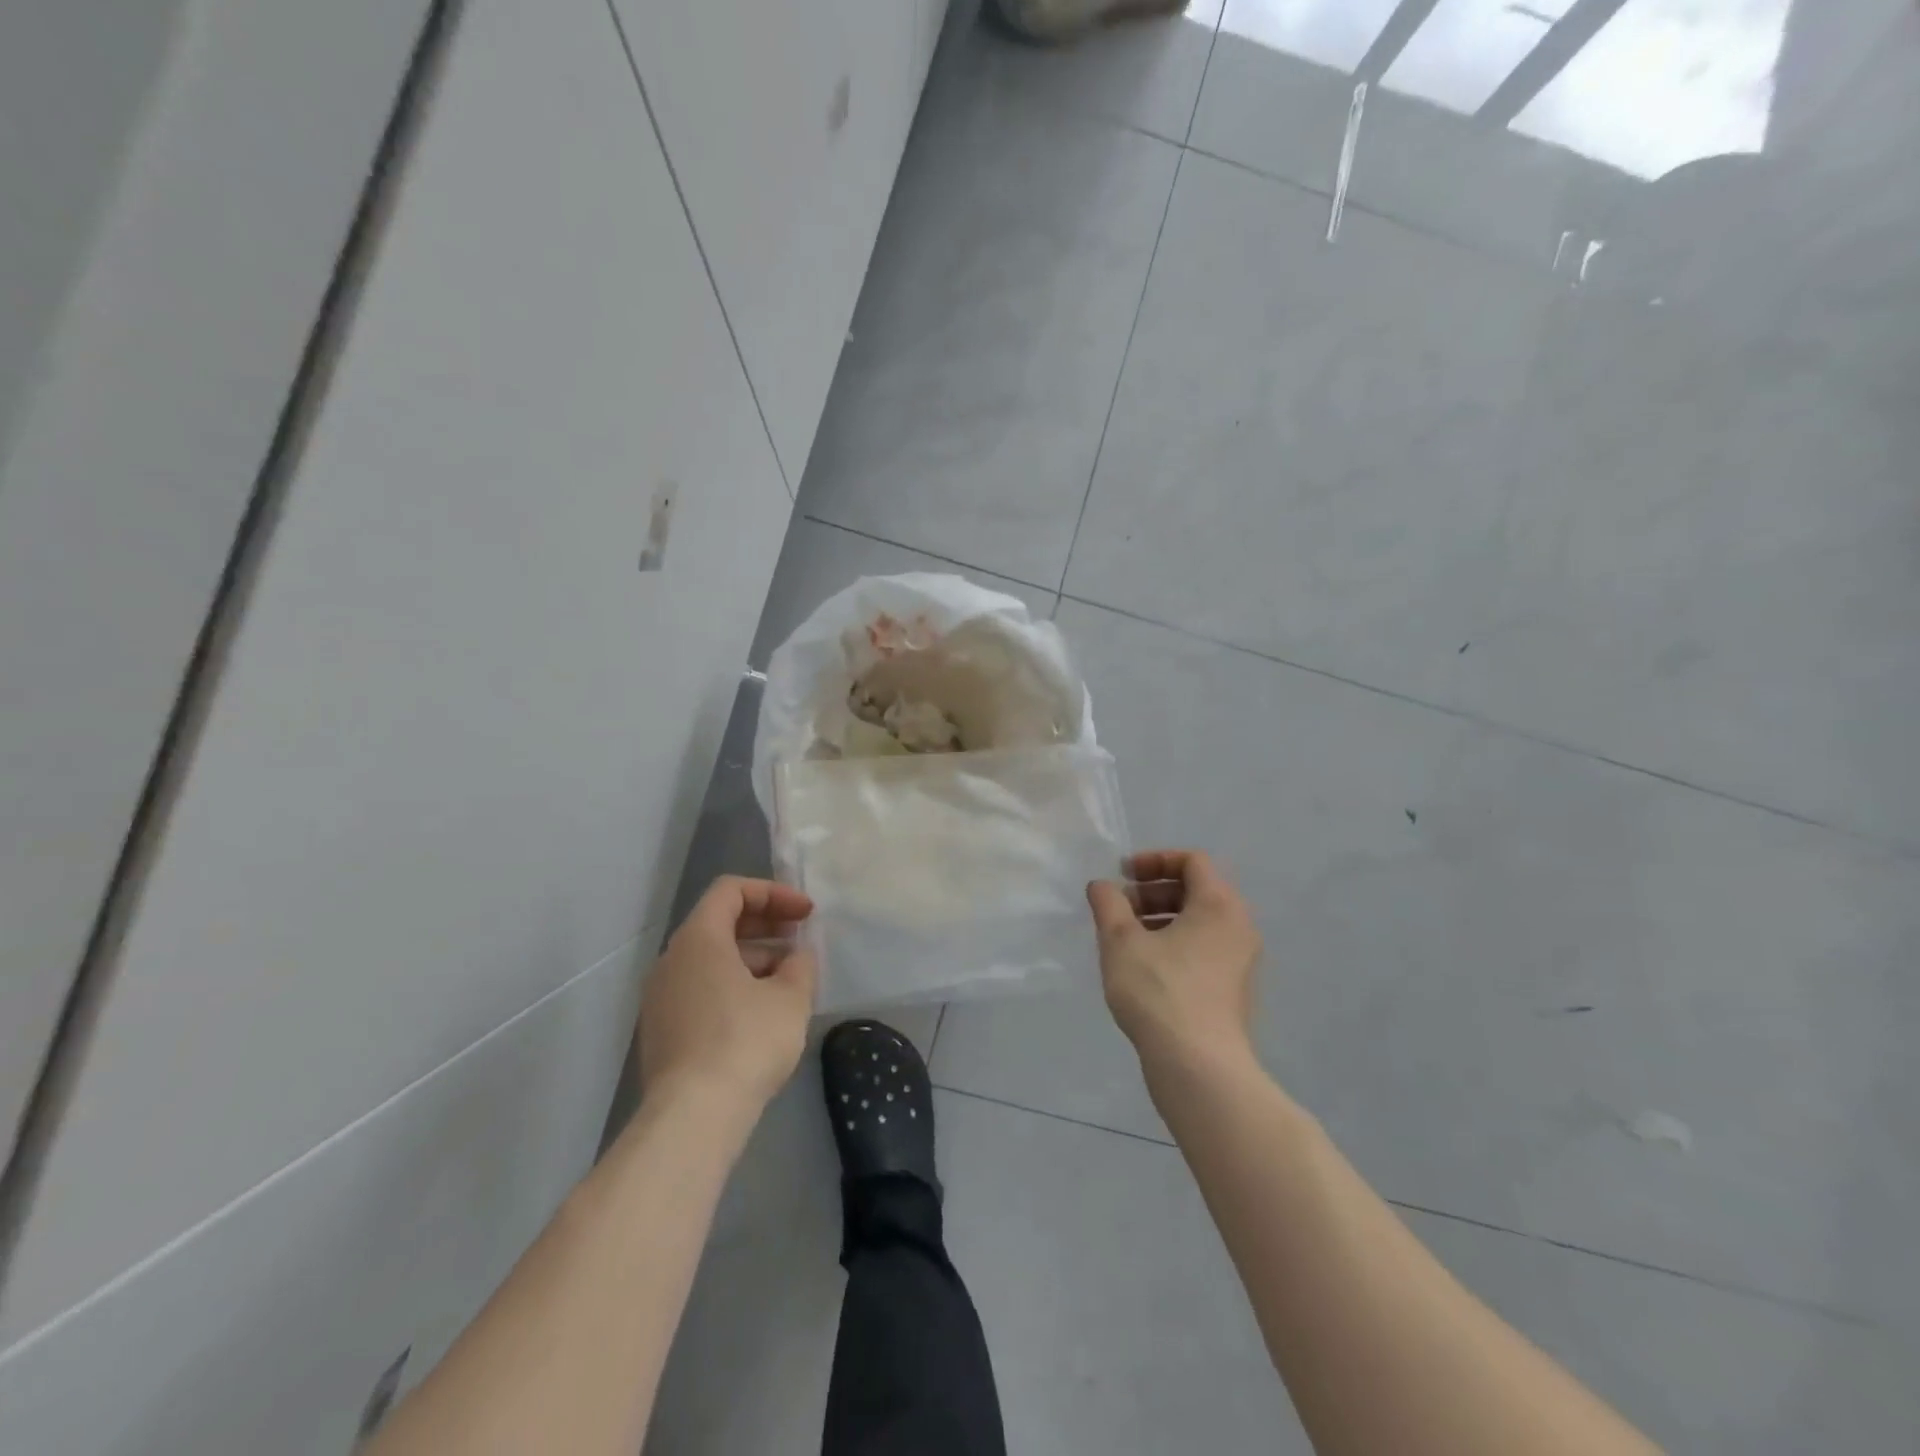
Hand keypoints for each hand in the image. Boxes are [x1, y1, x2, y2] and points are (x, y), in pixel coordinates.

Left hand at [639, 877, 817, 1114]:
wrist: (693, 1117)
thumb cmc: (746, 1041)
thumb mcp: (791, 997)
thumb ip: (800, 965)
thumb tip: (797, 958)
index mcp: (698, 939)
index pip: (731, 891)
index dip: (773, 894)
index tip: (806, 914)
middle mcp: (671, 960)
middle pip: (719, 923)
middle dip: (765, 925)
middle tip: (800, 940)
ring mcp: (661, 998)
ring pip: (710, 959)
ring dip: (752, 959)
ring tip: (789, 980)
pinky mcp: (662, 1031)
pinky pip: (700, 989)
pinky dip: (733, 985)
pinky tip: (762, 1012)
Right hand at [1087, 850, 1262, 1074]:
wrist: (1199, 1067)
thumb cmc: (1159, 991)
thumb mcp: (1121, 941)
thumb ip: (1108, 904)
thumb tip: (1102, 886)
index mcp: (1219, 904)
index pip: (1192, 861)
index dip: (1154, 860)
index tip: (1123, 876)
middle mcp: (1239, 926)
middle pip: (1197, 890)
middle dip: (1153, 892)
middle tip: (1119, 909)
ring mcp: (1241, 961)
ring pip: (1200, 922)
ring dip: (1161, 919)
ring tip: (1125, 940)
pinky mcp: (1235, 990)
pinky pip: (1205, 949)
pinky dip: (1175, 944)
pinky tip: (1144, 969)